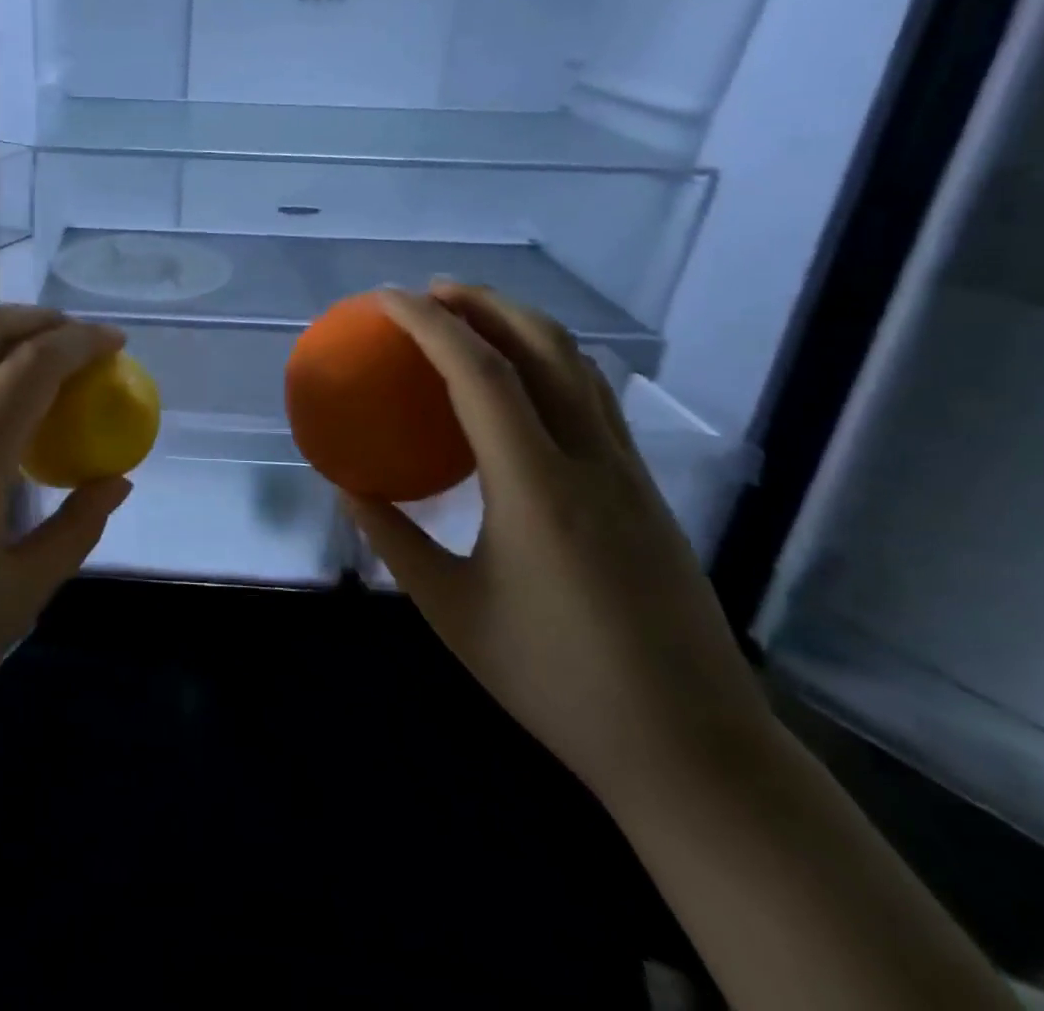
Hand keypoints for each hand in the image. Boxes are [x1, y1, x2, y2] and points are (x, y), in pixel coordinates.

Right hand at [344, 285, 777, 809]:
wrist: (694, 751)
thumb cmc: (557, 682)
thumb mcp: (452, 612)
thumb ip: (394, 540)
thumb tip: (348, 487)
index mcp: (536, 487)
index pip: (479, 373)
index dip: (428, 324)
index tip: (384, 300)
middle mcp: (589, 459)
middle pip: (541, 346)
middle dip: (481, 302)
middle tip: (427, 292)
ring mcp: (628, 471)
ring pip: (578, 365)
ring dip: (520, 324)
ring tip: (470, 318)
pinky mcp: (646, 489)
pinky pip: (594, 398)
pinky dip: (550, 361)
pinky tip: (521, 384)